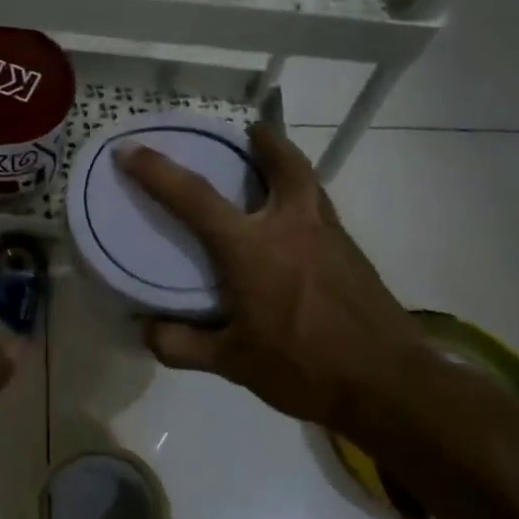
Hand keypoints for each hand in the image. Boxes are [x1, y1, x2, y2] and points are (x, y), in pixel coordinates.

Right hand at [116, 124, 432, 433]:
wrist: (389, 385)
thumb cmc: (304, 368)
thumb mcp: (233, 363)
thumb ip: (182, 345)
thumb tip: (146, 330)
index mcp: (253, 249)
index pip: (194, 198)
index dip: (157, 171)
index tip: (130, 149)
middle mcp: (292, 227)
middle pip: (283, 164)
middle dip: (264, 141)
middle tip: (248, 133)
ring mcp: (330, 237)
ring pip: (309, 182)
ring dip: (289, 165)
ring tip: (273, 169)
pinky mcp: (353, 254)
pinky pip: (323, 210)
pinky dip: (305, 200)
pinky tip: (296, 229)